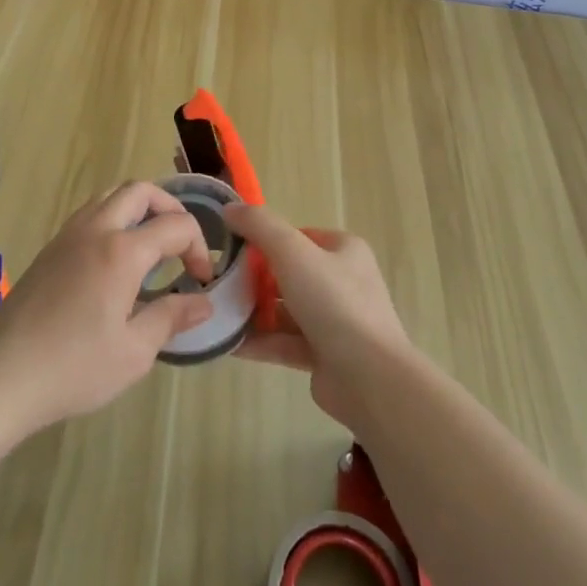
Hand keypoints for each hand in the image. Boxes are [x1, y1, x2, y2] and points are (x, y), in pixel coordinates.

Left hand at [0, 182, 215, 437]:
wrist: (2, 378)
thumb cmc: (74, 368)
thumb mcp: (134, 352)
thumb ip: (171, 318)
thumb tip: (203, 301)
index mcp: (121, 251)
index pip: (175, 225)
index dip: (198, 247)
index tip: (200, 281)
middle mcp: (95, 230)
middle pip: (139, 191)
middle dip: (170, 208)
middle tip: (180, 243)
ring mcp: (67, 236)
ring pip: (109, 196)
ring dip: (138, 209)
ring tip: (150, 244)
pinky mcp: (48, 250)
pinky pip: (89, 214)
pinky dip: (113, 219)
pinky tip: (114, 260)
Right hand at [226, 204, 411, 432]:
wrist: (369, 378)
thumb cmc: (333, 302)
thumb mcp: (292, 252)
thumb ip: (260, 225)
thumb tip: (230, 207)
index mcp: (344, 250)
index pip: (297, 236)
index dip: (265, 240)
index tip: (233, 249)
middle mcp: (343, 282)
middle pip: (288, 274)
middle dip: (254, 280)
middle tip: (221, 284)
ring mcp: (335, 321)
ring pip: (285, 310)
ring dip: (253, 312)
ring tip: (217, 314)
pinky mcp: (325, 356)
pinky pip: (286, 342)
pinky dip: (260, 341)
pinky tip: (228, 343)